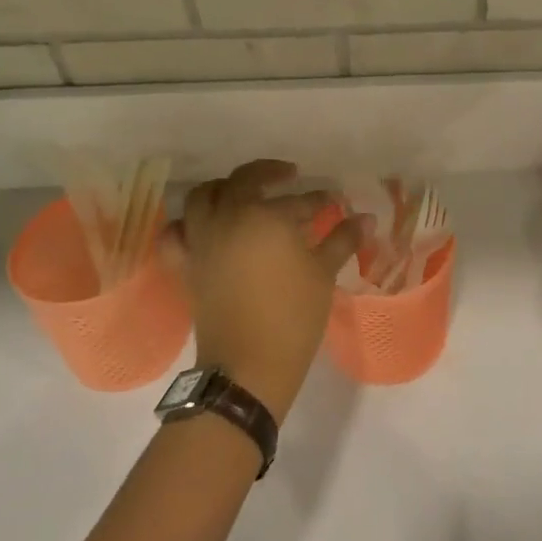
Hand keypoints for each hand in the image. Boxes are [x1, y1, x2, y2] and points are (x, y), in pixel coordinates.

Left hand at [168, 160, 365, 424]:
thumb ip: (342, 240)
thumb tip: (366, 218)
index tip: (333, 202)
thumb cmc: (292, 316)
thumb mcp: (323, 274)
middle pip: (243, 180)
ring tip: (243, 195)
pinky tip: (202, 227)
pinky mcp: (185, 265)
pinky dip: (186, 225)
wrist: (248, 366)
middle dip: (268, 173)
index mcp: (265, 216)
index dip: (319, 199)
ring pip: (203, 196)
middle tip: (288, 178)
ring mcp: (201, 240)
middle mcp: (228, 218)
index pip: (298, 200)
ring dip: (224, 188)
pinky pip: (175, 234)